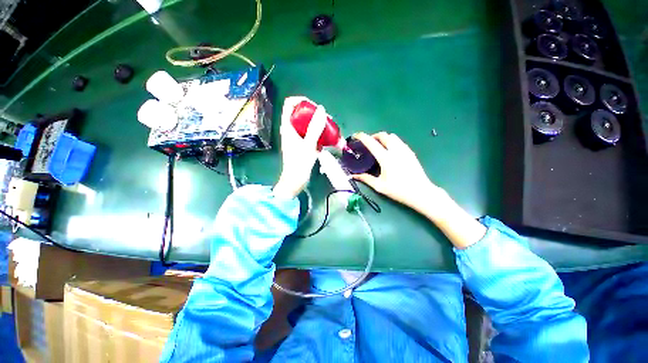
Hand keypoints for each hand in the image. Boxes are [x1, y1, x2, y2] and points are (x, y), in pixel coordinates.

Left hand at [273, 96, 326, 198]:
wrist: (295, 181)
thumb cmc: (299, 163)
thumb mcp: (308, 145)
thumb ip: (315, 128)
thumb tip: (322, 109)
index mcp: (287, 126)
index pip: (290, 104)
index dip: (301, 100)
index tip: (315, 107)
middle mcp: (290, 129)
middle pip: (301, 113)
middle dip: (315, 114)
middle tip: (327, 119)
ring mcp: (296, 137)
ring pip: (307, 124)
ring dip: (319, 124)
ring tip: (330, 128)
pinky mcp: (302, 144)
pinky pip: (310, 134)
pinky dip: (319, 134)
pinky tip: (327, 138)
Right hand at [352, 132, 445, 216]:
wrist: (421, 192)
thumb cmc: (399, 190)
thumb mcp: (380, 186)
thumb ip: (366, 179)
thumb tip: (353, 176)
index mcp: (385, 158)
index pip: (371, 143)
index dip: (362, 137)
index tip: (356, 135)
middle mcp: (395, 150)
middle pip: (383, 135)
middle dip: (374, 136)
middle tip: (369, 143)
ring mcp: (405, 150)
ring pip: (393, 136)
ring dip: (384, 138)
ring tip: (380, 146)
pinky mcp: (411, 152)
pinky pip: (399, 142)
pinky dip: (392, 142)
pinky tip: (391, 151)